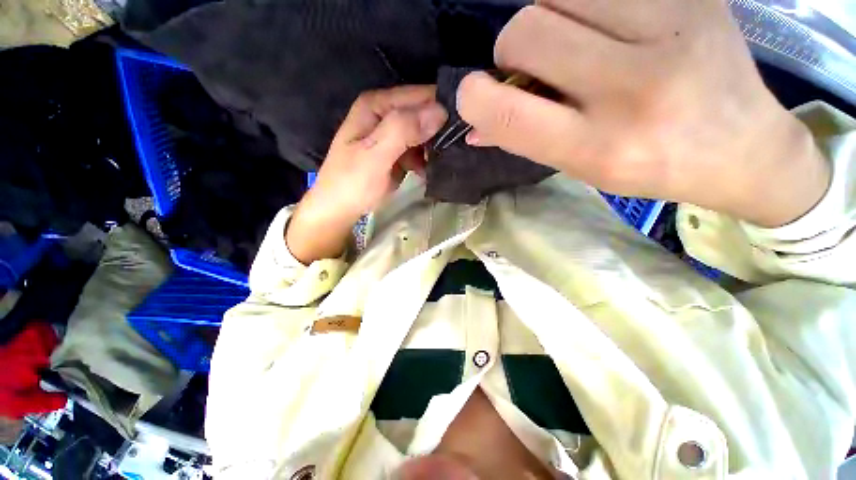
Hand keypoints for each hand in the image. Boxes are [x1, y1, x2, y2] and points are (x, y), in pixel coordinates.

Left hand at [287, 86, 446, 263]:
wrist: (339, 209)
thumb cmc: (352, 183)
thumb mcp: (374, 156)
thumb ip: (402, 131)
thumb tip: (440, 111)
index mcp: (376, 106)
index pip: (419, 96)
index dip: (442, 107)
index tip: (466, 123)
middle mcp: (385, 114)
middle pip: (422, 113)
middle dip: (441, 129)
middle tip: (461, 145)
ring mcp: (392, 135)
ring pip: (423, 133)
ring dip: (435, 147)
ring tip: (446, 161)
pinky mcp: (397, 153)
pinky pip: (419, 150)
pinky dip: (427, 159)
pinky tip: (430, 170)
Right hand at [458, 0, 829, 226]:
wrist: (741, 146)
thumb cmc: (649, 166)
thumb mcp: (578, 166)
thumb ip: (523, 140)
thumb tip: (475, 126)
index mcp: (598, 146)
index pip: (508, 112)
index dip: (475, 97)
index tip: (473, 94)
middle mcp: (633, 86)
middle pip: (524, 31)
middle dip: (513, 50)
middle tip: (535, 67)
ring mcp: (670, 28)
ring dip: (547, 20)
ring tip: (575, 44)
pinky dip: (582, 3)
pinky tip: (608, 26)